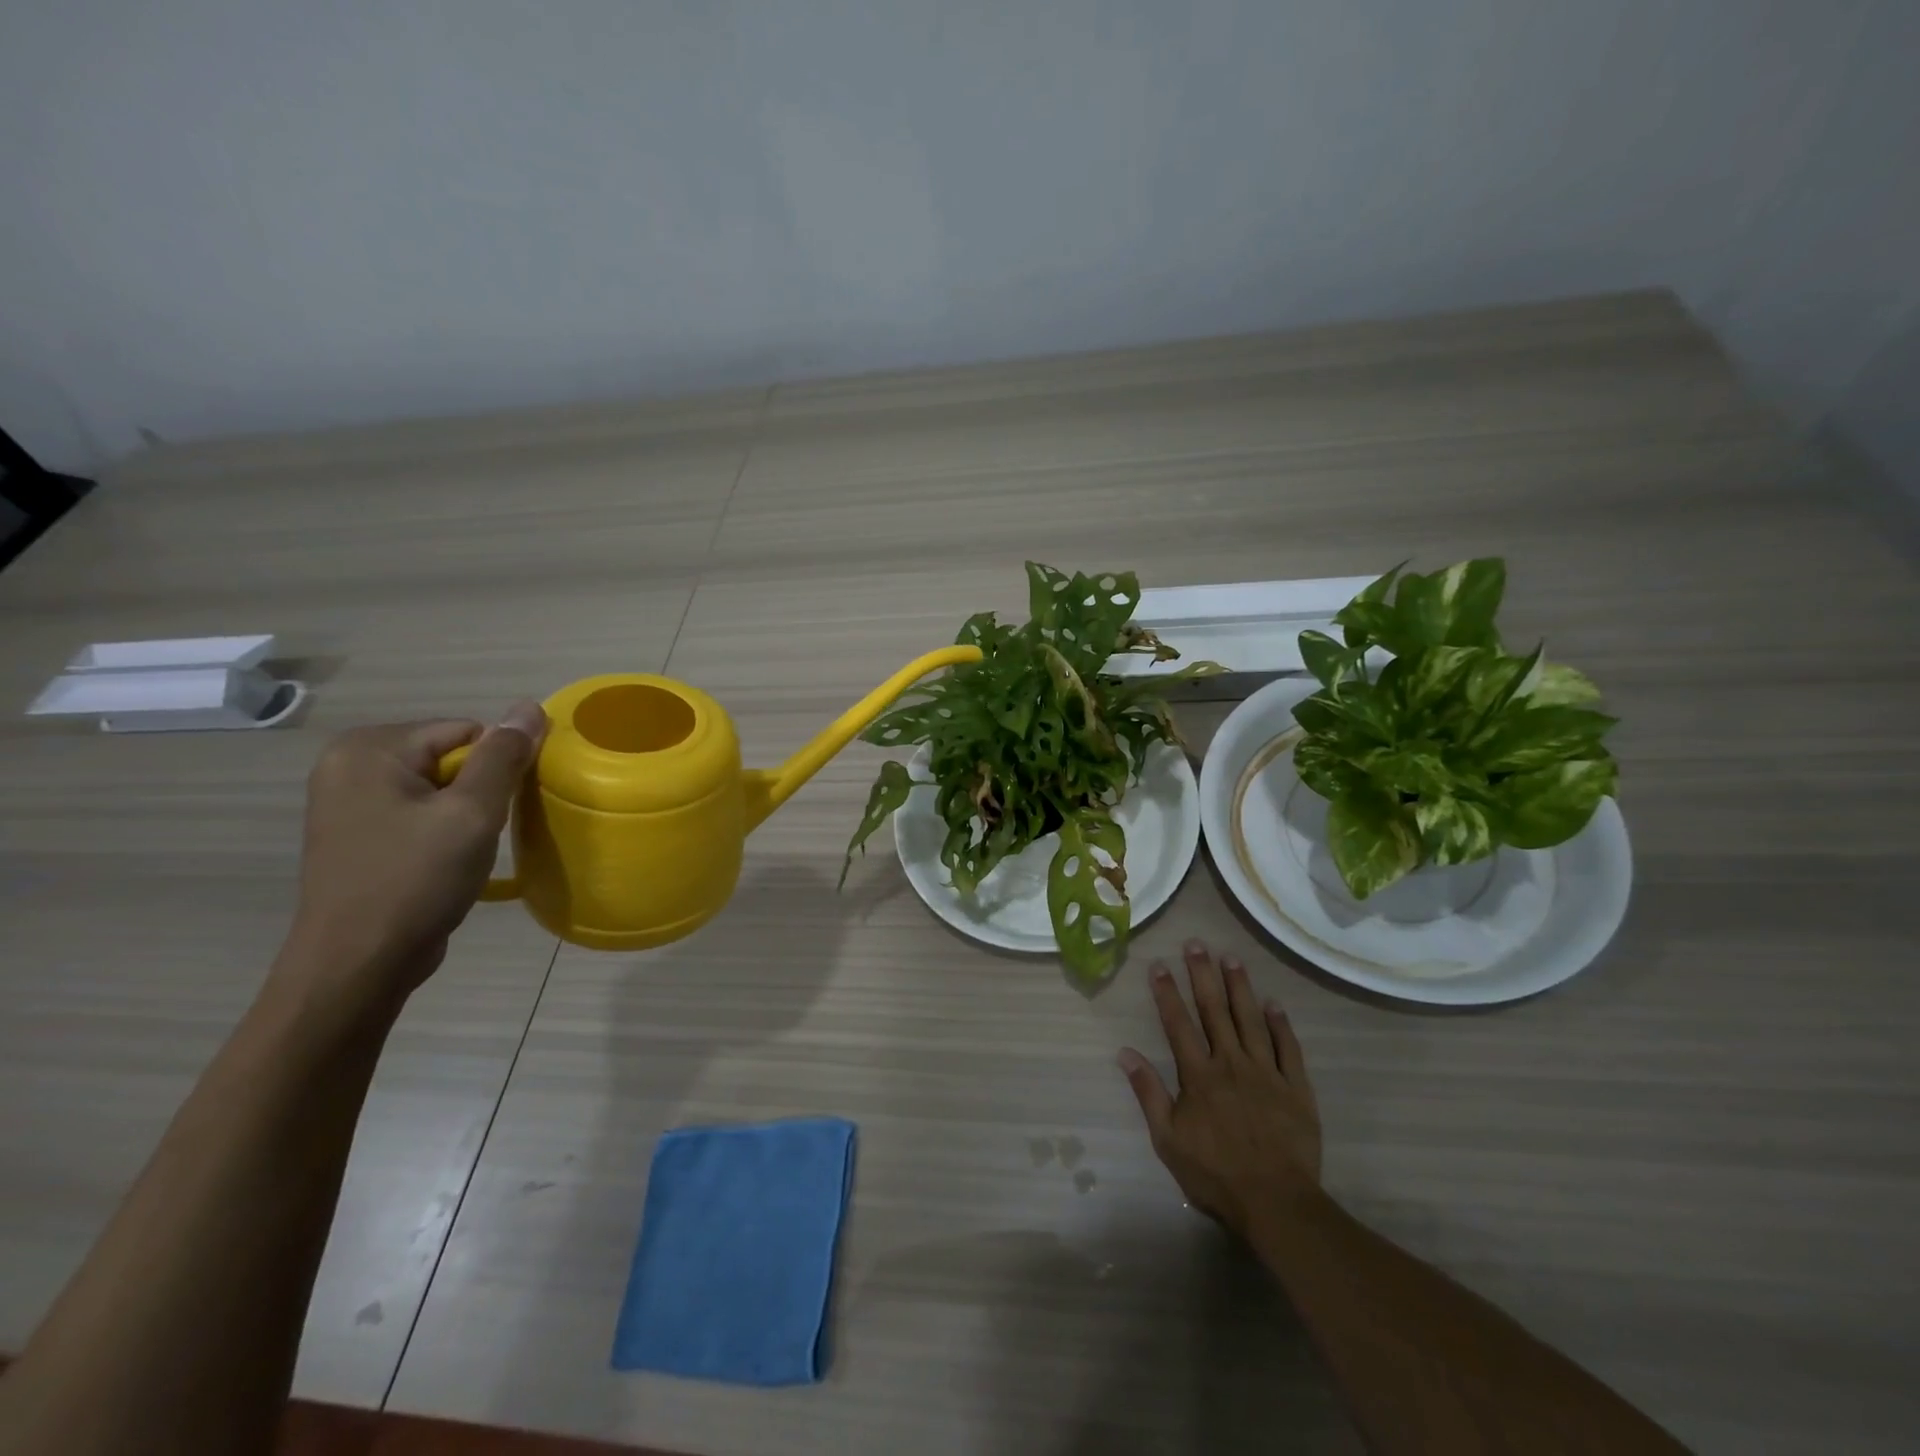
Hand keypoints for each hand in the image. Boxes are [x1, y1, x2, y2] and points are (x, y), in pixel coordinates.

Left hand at [278, 701, 547, 1008]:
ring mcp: (348, 801)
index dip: (498, 766)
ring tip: (465, 851)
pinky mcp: (357, 834)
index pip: (467, 731)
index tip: (502, 808)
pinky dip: (443, 830)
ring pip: (439, 786)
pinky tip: (445, 863)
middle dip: (480, 790)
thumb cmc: (415, 880)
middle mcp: (349, 765)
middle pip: (451, 756)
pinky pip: (419, 812)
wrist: (358, 965)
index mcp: (370, 749)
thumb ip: (504, 756)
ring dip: (465, 813)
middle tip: (481, 832)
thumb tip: (530, 706)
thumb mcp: (472, 813)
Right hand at [1118, 939, 1321, 1237]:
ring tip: (1231, 958)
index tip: (1158, 964)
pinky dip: (1281, 1024)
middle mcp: (1231, 1063)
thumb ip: (1148, 1092)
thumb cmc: (1215, 1174)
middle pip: (1214, 1010)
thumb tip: (1125, 1052)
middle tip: (1196, 943)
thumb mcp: (1167, 1139)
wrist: (1276, 1204)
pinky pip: (1288, 1048)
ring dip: (1240, 987)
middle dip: (1202, 974)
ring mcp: (1267, 1073)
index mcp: (1198, 1075)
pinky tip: (1274, 1003)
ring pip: (1251, 1020)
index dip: (1167, 992)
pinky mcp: (1296, 1088)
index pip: (1178, 1024)